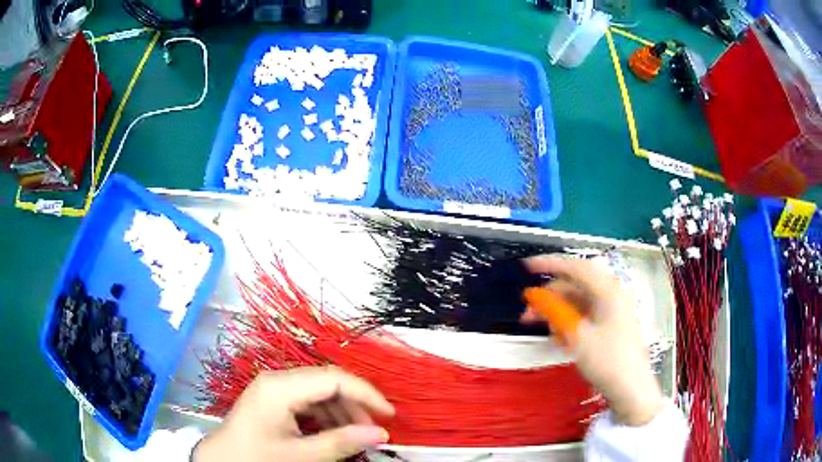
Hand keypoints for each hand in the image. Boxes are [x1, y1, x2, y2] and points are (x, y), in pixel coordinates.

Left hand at [193, 366, 394, 461]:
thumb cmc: (256, 458)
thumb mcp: (300, 456)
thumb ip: (341, 443)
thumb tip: (380, 434)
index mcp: (280, 387)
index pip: (333, 379)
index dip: (366, 394)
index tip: (388, 415)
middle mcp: (277, 380)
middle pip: (327, 383)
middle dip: (354, 404)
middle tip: (373, 430)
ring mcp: (274, 389)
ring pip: (319, 392)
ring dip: (342, 412)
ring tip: (356, 435)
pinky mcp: (273, 401)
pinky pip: (307, 402)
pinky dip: (326, 417)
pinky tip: (334, 434)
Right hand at [523, 256, 662, 425]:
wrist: (630, 388)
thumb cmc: (607, 360)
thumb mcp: (577, 336)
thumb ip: (555, 311)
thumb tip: (535, 295)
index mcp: (608, 291)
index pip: (576, 268)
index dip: (550, 264)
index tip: (527, 267)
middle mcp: (611, 295)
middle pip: (575, 286)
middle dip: (550, 298)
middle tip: (527, 315)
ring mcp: (611, 310)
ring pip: (578, 303)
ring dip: (558, 313)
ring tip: (543, 331)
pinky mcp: (609, 325)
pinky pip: (585, 316)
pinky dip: (569, 323)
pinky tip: (559, 338)